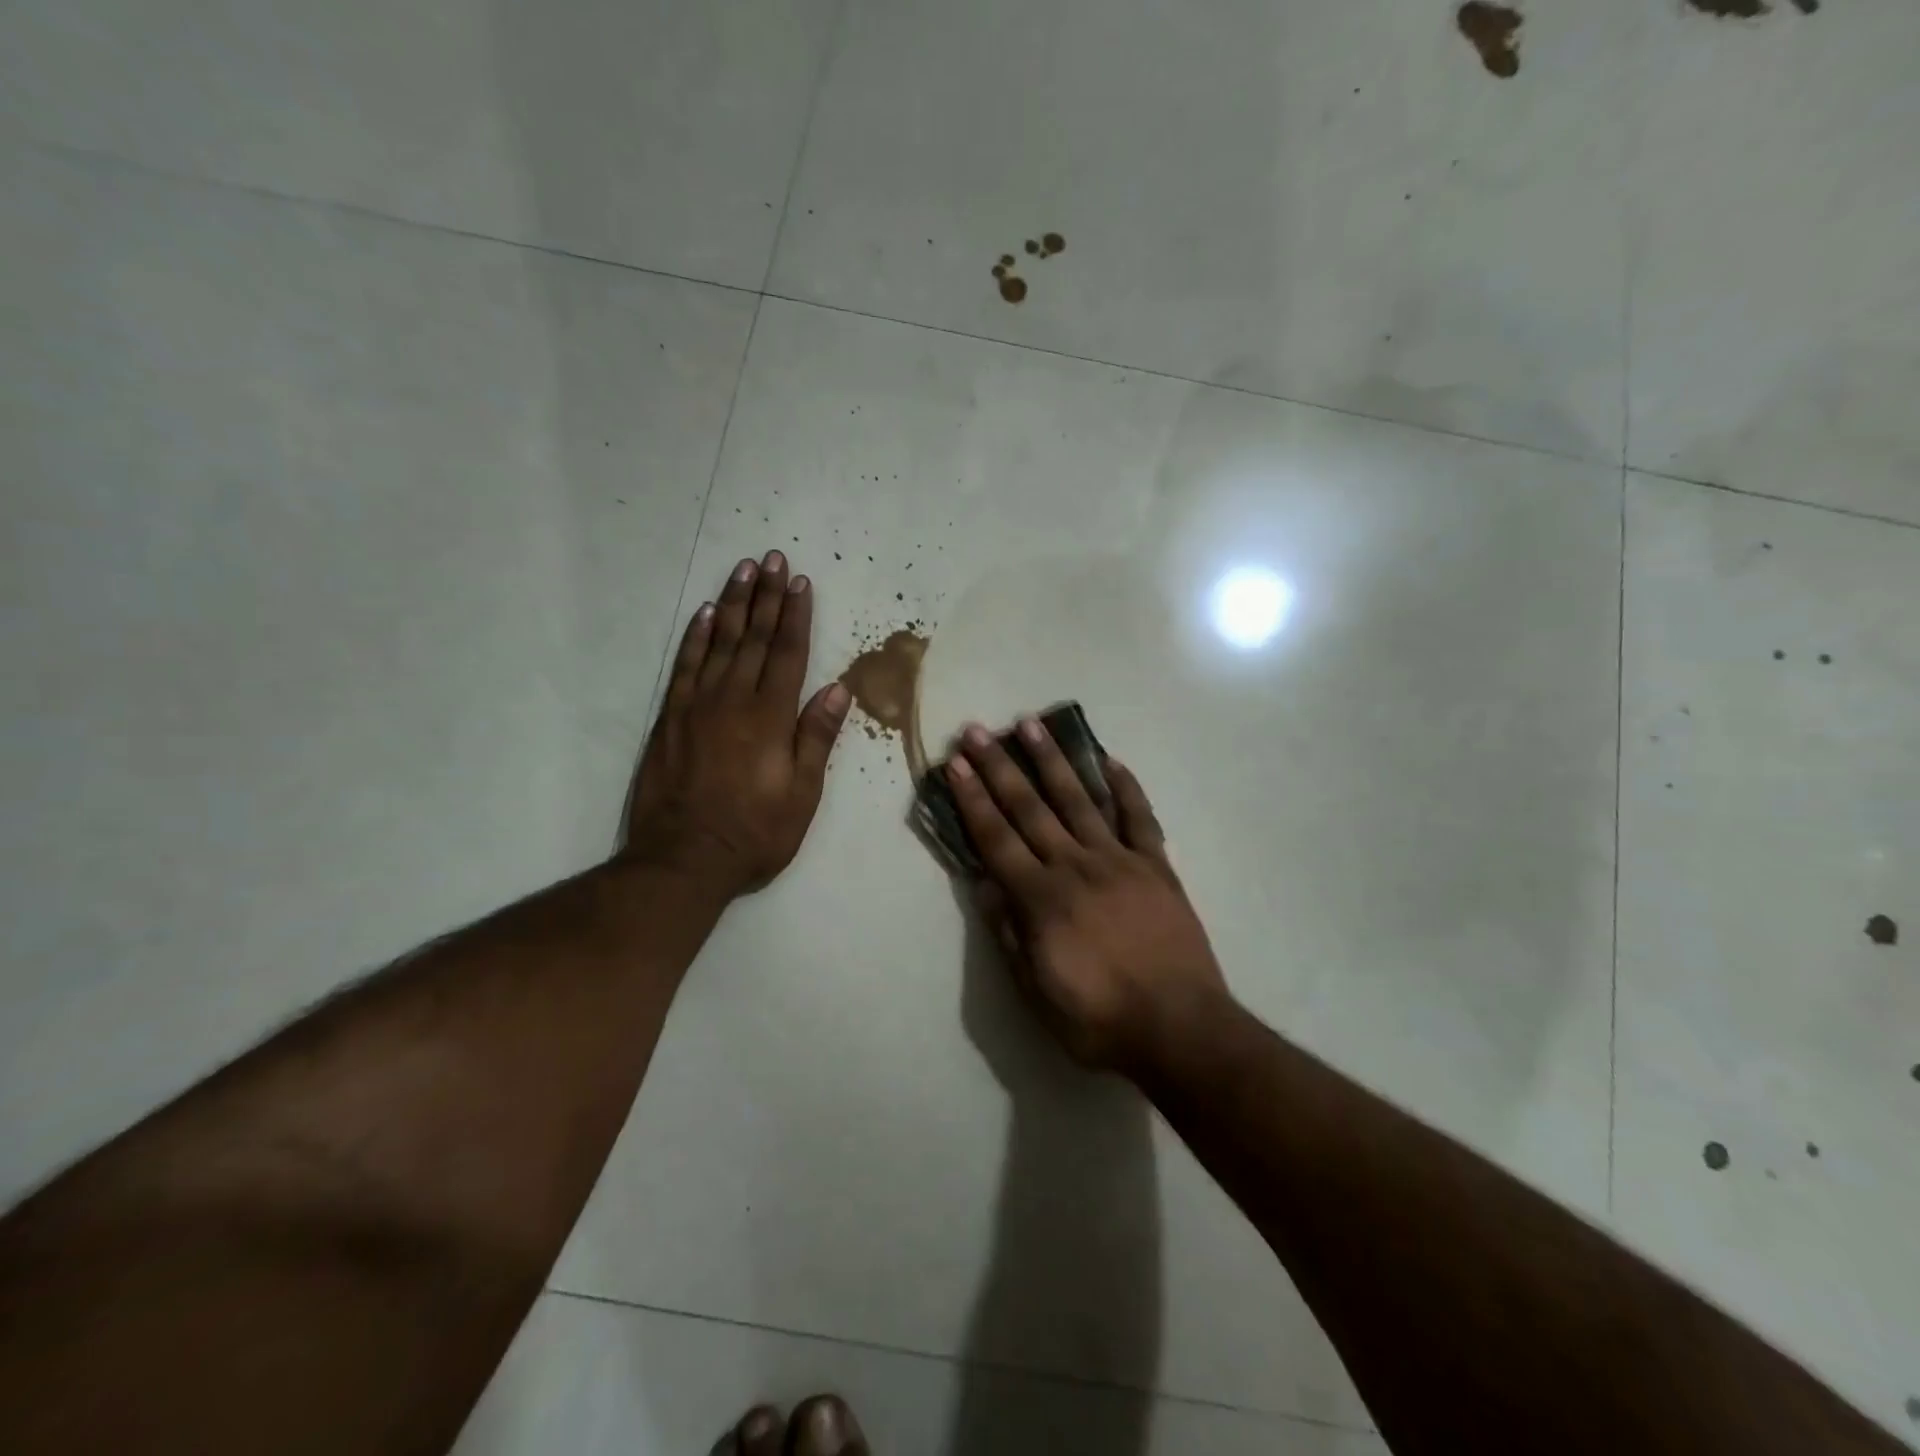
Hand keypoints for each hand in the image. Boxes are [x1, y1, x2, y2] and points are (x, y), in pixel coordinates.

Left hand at [622, 551, 850, 898]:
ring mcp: (698, 706)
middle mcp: (734, 701)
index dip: (797, 616)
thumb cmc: (755, 832)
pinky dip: (696, 637)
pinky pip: (685, 666)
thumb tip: (838, 688)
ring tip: (743, 570)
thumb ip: (816, 737)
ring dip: (734, 604)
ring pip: (720, 643)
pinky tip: (706, 614)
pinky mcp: (671, 718)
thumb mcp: (802, 794)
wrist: (684, 859)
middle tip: (773, 559)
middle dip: (767, 597)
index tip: (801, 583)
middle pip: (755, 639)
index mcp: (771, 718)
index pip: (788, 655)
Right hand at [946, 718, 1229, 1075]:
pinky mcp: (1156, 866)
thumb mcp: (1036, 993)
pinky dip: (1125, 787)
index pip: (996, 838)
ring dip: (1052, 761)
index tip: (957, 765)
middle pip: (1030, 808)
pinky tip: (1110, 761)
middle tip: (978, 731)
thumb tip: (985, 884)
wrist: (1181, 1029)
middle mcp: (1075, 867)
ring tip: (1031, 724)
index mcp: (1042, 899)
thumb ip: (1008, 934)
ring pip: (1079, 800)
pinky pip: (1139, 817)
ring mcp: (1119, 861)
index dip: (973, 799)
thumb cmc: (1100, 1020)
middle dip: (1000, 767)